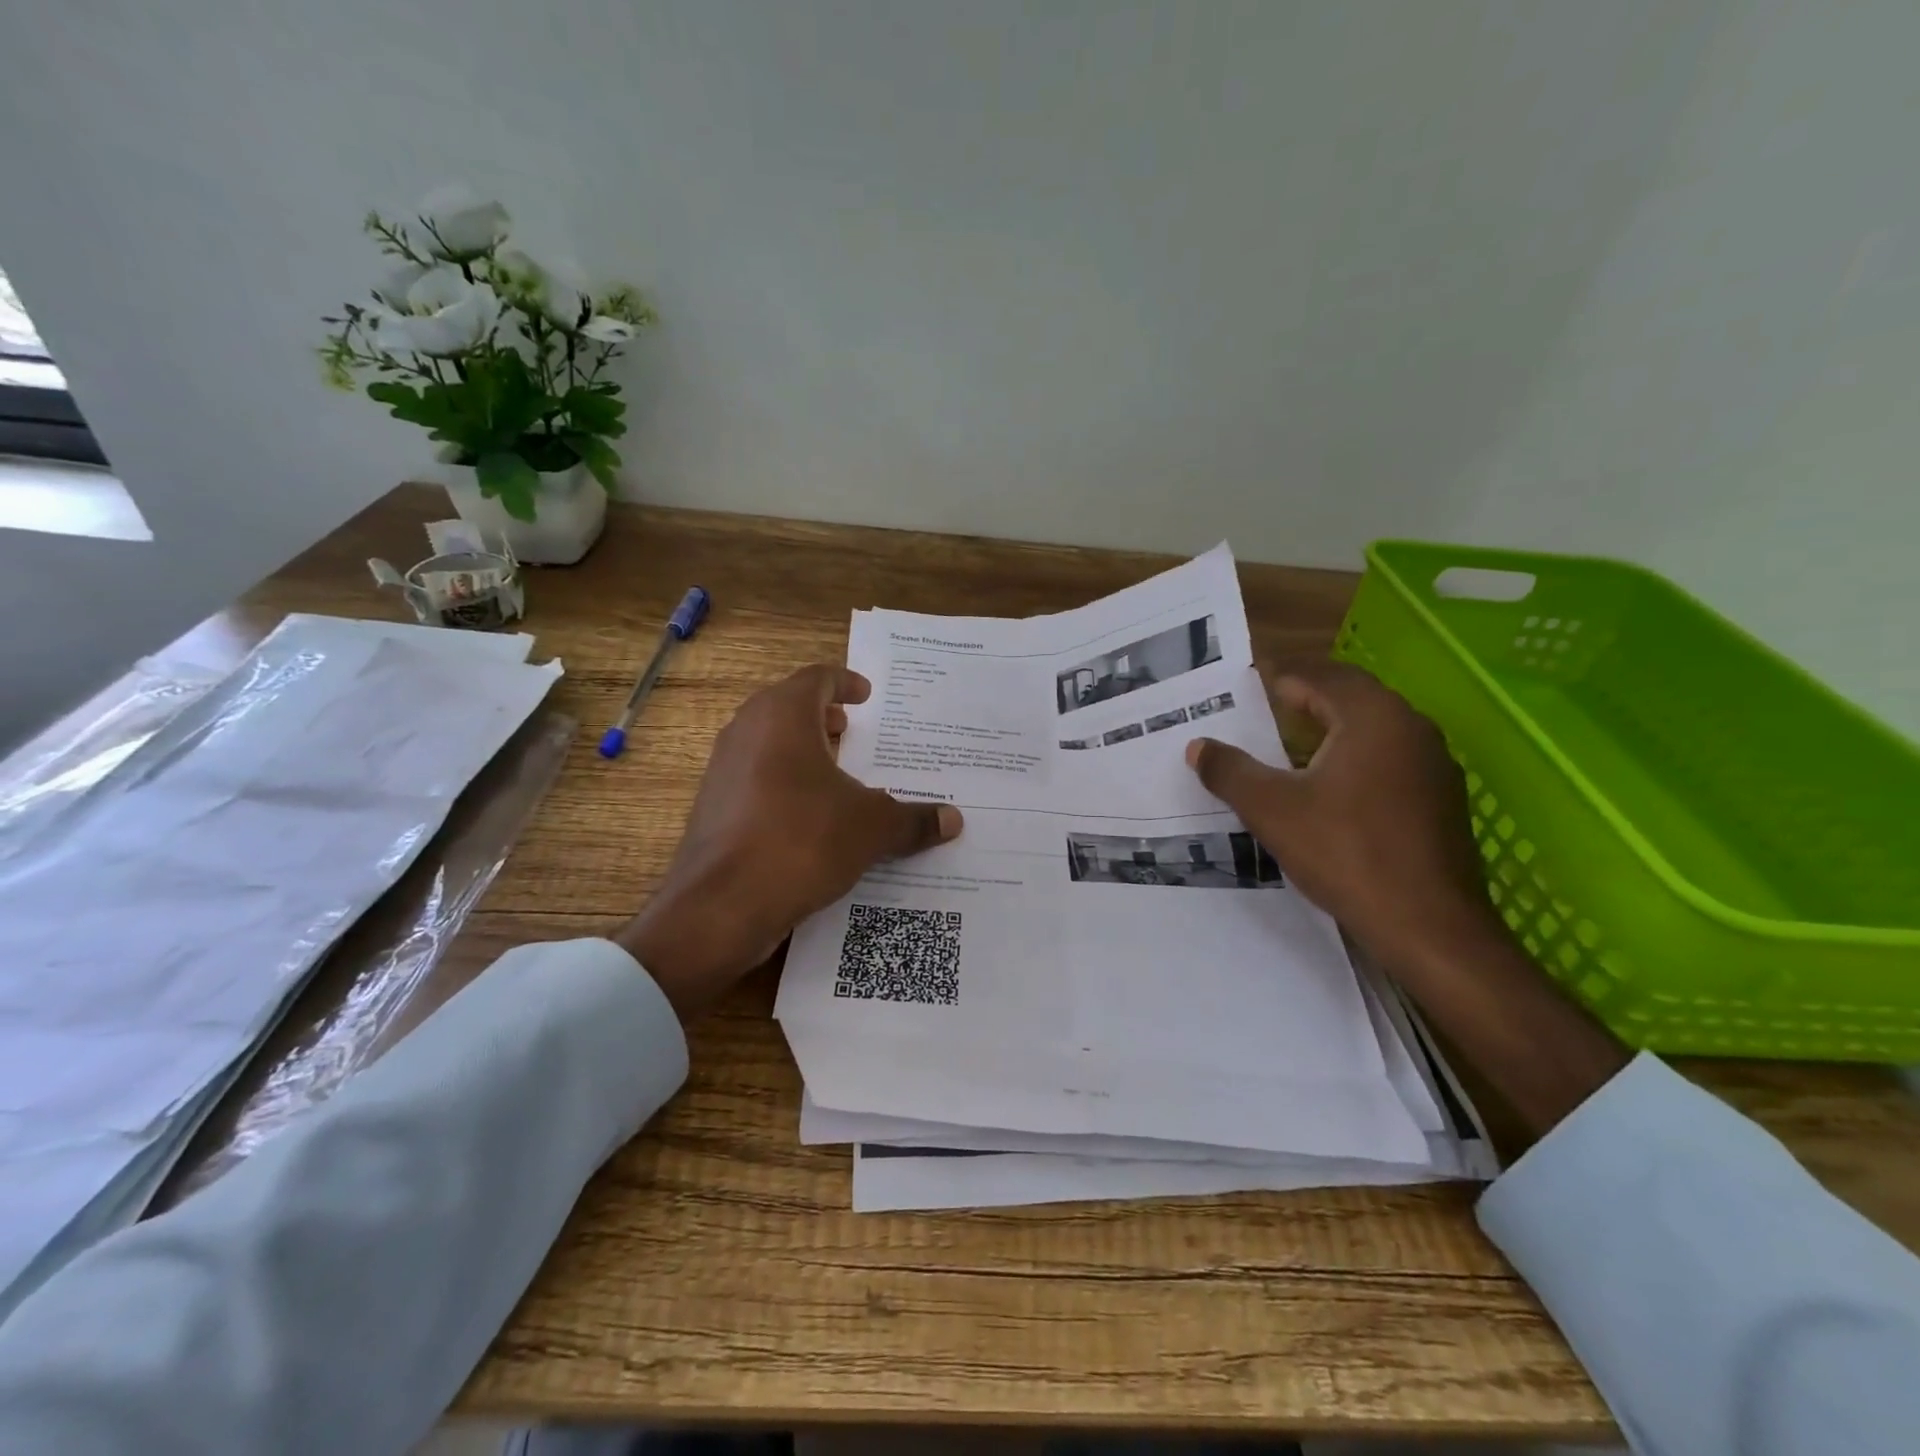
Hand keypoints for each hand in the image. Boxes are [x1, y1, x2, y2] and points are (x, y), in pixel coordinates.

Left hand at [618, 664, 962, 1023]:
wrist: (721, 906)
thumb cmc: (802, 841)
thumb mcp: (871, 828)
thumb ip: (913, 819)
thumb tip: (954, 820)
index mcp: (783, 716)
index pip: (817, 679)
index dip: (845, 683)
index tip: (866, 695)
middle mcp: (747, 731)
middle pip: (788, 707)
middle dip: (823, 717)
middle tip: (854, 731)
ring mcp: (723, 769)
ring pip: (768, 744)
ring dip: (802, 750)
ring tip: (837, 774)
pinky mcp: (712, 807)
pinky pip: (755, 779)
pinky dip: (784, 783)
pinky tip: (810, 816)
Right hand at [1187, 662, 1626, 1135]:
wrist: (1430, 926)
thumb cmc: (1346, 853)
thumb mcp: (1271, 809)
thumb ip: (1229, 771)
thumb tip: (1198, 746)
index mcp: (1372, 716)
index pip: (1320, 675)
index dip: (1279, 677)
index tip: (1245, 684)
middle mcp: (1410, 728)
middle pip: (1350, 696)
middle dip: (1304, 699)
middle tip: (1261, 710)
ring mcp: (1433, 764)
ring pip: (1372, 729)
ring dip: (1330, 729)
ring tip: (1287, 747)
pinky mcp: (1441, 799)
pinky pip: (1388, 760)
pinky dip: (1354, 758)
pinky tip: (1329, 789)